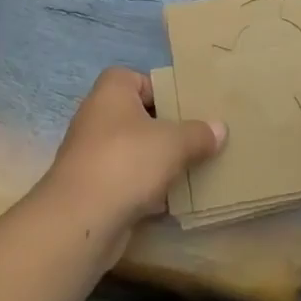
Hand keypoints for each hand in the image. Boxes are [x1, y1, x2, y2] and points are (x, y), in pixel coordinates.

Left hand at [40, 67, 225, 247]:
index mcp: (112, 92)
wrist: (80, 221)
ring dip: (159, 160)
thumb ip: (199, 134)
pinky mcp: (94, 189)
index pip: (139, 78)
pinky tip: (174, 198)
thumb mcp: (174, 142)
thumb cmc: (127, 162)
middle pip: (139, 116)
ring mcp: (93, 155)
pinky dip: (148, 188)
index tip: (188, 106)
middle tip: (198, 136)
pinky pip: (128, 181)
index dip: (163, 89)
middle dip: (167, 128)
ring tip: (194, 166)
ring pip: (135, 151)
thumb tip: (220, 129)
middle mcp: (97, 117)